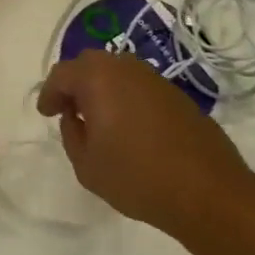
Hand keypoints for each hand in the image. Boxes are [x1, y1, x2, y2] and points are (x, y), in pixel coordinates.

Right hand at [36, 51, 253, 237]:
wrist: (208, 190)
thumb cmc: (138, 177)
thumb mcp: (87, 166)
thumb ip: (72, 135)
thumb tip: (74, 117)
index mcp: (97, 78)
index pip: (62, 74)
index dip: (49, 93)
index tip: (46, 113)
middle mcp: (125, 67)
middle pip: (90, 64)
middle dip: (74, 83)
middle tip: (68, 110)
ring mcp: (153, 78)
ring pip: (116, 71)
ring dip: (101, 88)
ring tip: (98, 118)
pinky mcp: (175, 93)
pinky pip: (138, 85)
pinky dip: (125, 96)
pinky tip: (128, 125)